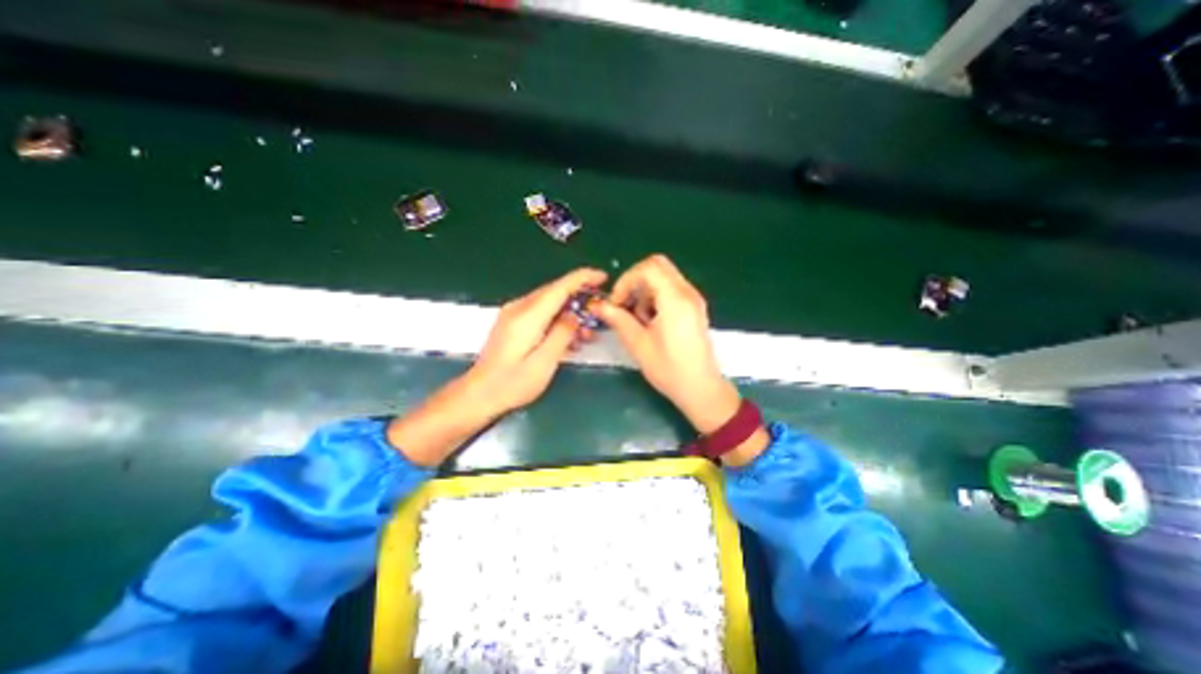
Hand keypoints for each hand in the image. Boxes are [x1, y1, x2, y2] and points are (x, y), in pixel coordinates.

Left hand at [389, 266, 606, 465]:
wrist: (479, 394)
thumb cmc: (513, 383)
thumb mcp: (545, 362)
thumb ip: (562, 334)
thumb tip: (575, 314)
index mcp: (528, 316)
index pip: (560, 287)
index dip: (583, 278)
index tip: (602, 277)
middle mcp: (519, 308)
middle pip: (555, 292)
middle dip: (580, 297)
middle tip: (600, 312)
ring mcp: (513, 314)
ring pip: (549, 303)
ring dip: (570, 312)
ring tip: (586, 333)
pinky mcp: (512, 323)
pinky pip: (540, 313)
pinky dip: (557, 320)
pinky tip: (568, 337)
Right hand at [592, 256, 741, 433]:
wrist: (701, 389)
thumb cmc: (669, 369)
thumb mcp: (638, 344)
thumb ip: (618, 319)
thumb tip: (599, 305)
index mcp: (675, 299)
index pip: (647, 268)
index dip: (626, 280)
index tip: (617, 303)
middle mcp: (687, 293)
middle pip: (658, 265)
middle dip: (635, 281)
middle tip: (625, 305)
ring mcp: (694, 299)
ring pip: (664, 276)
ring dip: (645, 290)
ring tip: (639, 319)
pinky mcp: (695, 308)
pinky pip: (672, 289)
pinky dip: (656, 297)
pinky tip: (651, 321)